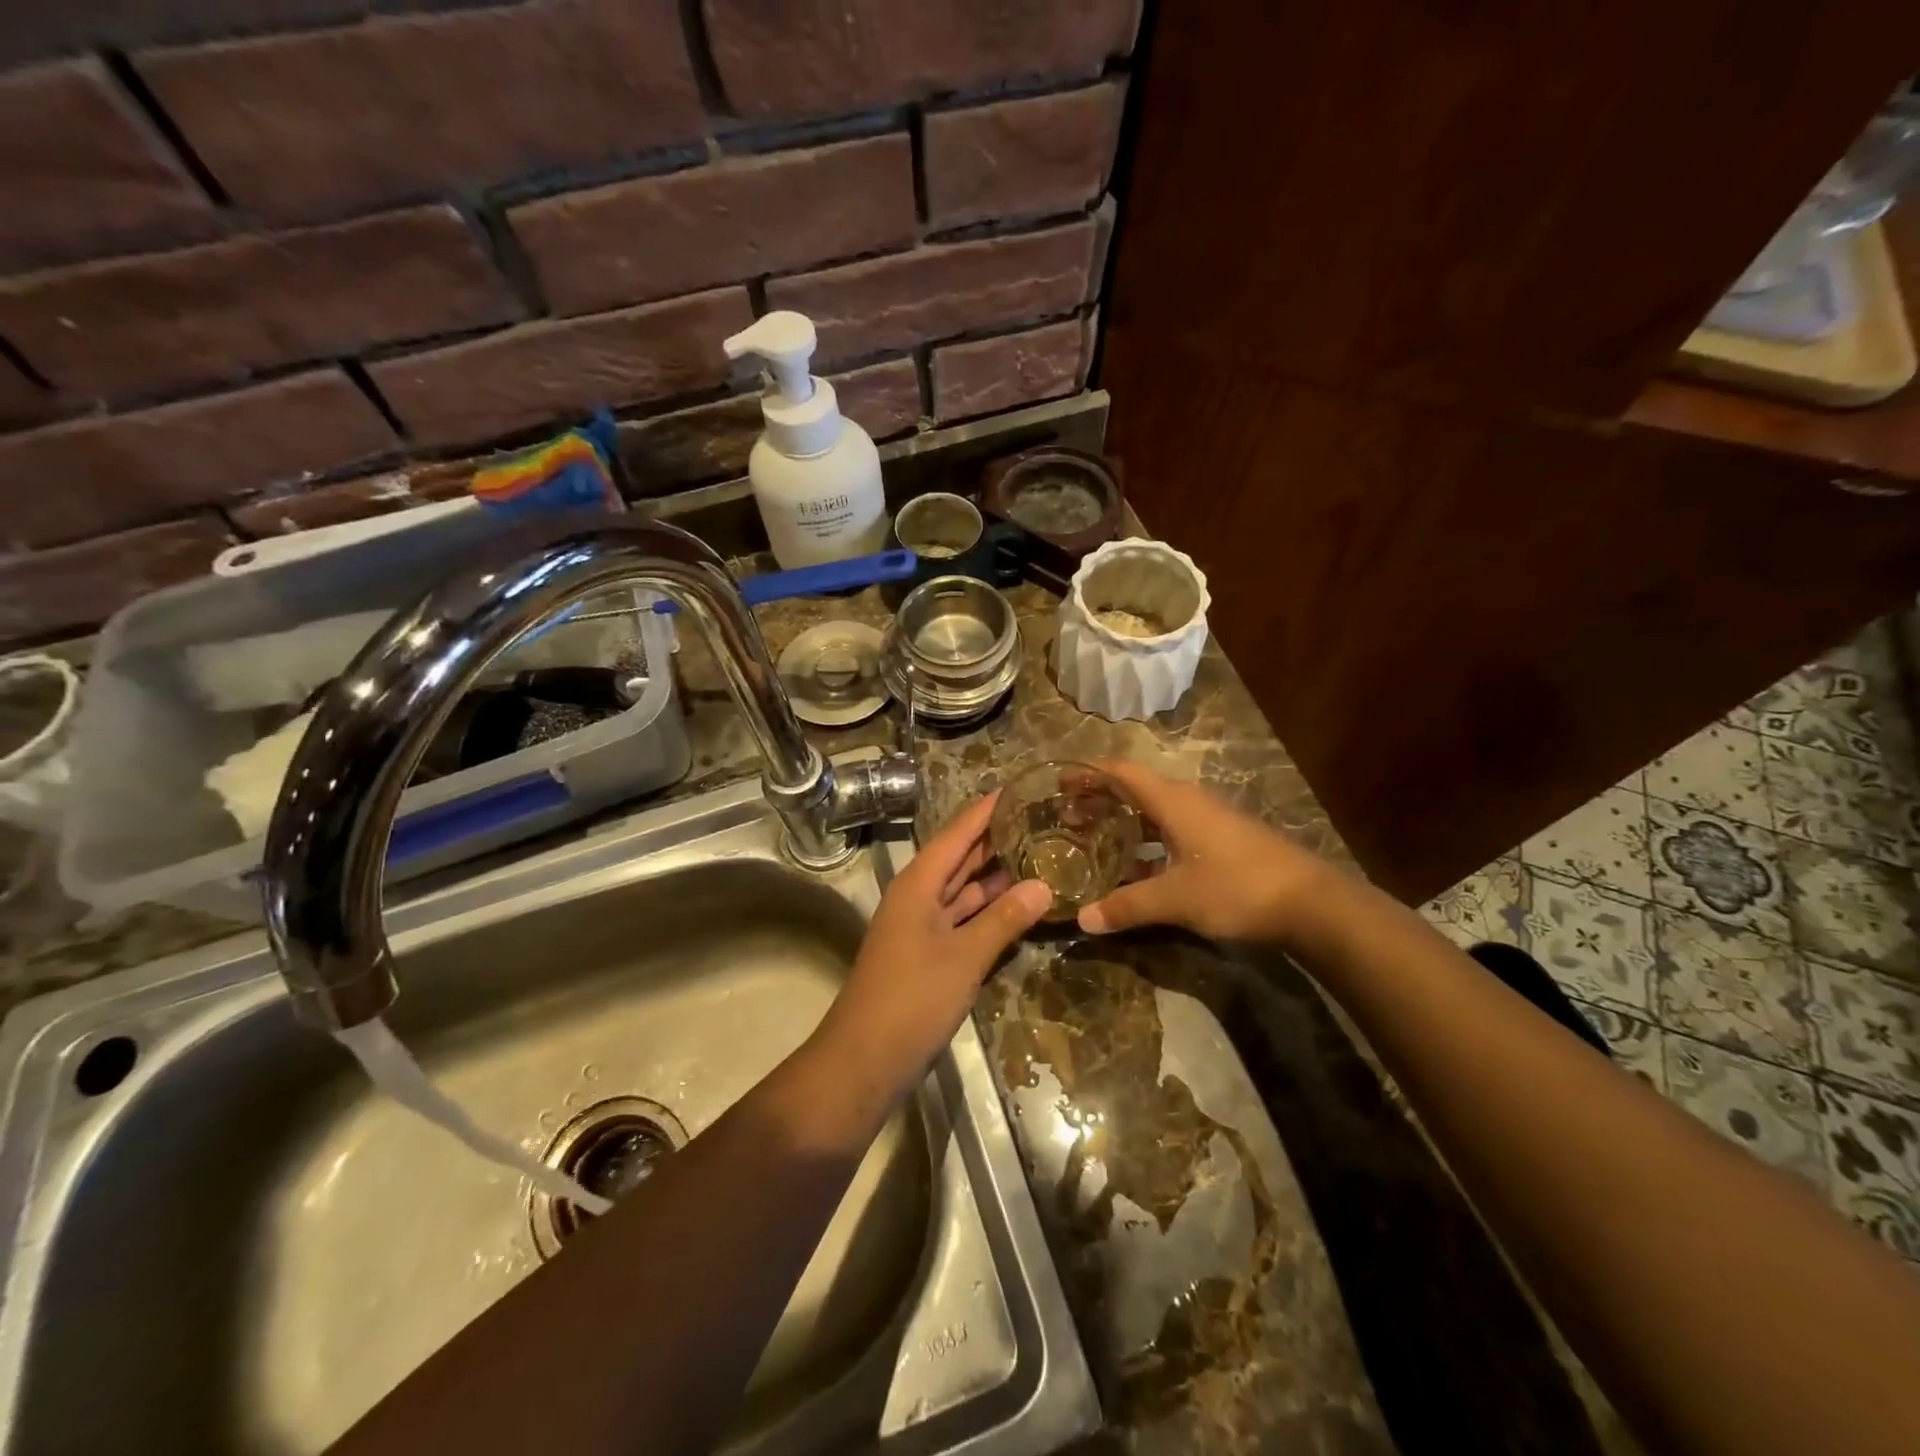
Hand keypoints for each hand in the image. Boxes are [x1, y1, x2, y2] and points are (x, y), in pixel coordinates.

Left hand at [813, 792, 1051, 1107]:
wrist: (865, 1058)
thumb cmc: (912, 998)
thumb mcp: (964, 956)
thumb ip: (1004, 919)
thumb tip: (1043, 884)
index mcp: (918, 884)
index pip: (956, 835)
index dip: (984, 811)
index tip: (1016, 788)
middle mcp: (918, 897)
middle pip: (959, 859)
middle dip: (994, 839)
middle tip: (1038, 818)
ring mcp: (922, 927)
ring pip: (962, 890)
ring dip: (994, 876)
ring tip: (1038, 854)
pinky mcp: (929, 955)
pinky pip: (963, 919)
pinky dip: (988, 911)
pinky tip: (1018, 906)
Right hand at [1077, 761, 1328, 941]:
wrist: (1312, 903)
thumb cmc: (1237, 887)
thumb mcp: (1175, 899)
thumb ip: (1127, 906)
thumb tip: (1082, 921)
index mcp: (1173, 801)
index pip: (1121, 771)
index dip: (1089, 774)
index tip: (1059, 785)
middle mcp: (1189, 802)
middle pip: (1135, 788)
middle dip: (1100, 798)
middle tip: (1068, 817)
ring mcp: (1209, 821)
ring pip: (1155, 811)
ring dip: (1124, 820)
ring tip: (1095, 839)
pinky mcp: (1222, 841)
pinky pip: (1172, 830)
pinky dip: (1147, 840)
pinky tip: (1138, 868)